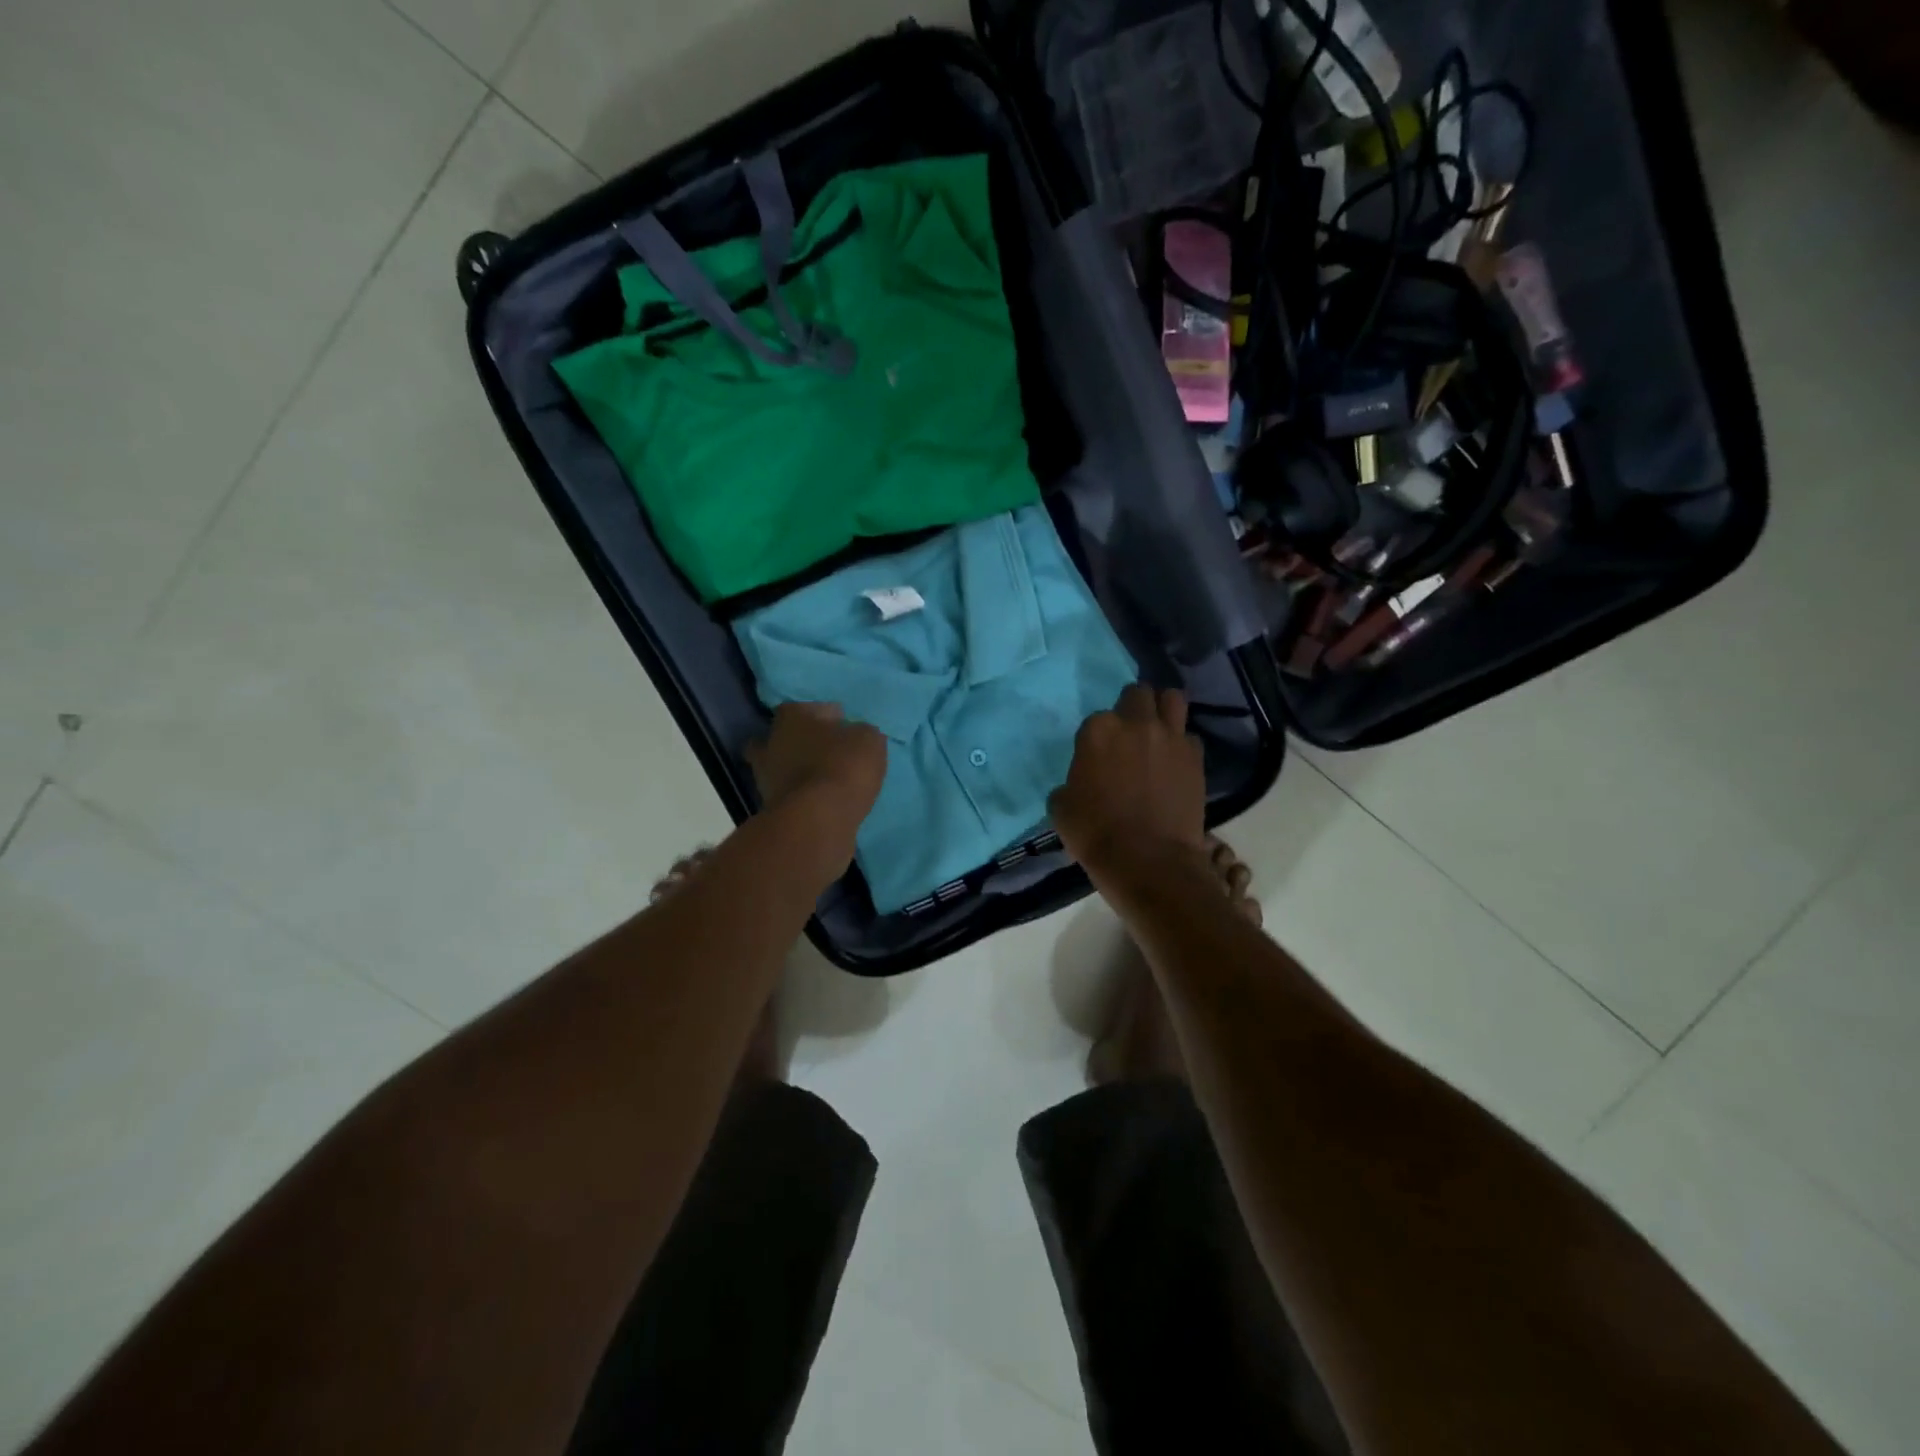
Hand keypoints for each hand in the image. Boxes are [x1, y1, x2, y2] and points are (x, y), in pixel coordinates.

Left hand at [747, 703, 886, 847]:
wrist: (818, 820)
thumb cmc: (843, 767)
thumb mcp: (869, 741)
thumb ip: (860, 733)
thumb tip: (855, 735)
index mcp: (792, 718)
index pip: (803, 707)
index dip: (823, 714)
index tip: (841, 724)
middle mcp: (771, 743)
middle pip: (782, 737)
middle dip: (800, 742)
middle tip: (825, 750)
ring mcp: (766, 777)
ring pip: (780, 767)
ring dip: (797, 771)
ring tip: (824, 779)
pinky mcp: (771, 808)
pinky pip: (788, 794)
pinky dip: (801, 796)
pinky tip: (822, 800)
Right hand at [1050, 686, 1206, 874]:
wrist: (1147, 860)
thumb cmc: (1095, 833)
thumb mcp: (1061, 808)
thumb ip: (1069, 784)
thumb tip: (1076, 785)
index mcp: (1098, 731)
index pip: (1097, 717)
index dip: (1098, 735)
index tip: (1098, 754)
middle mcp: (1136, 723)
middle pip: (1138, 694)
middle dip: (1133, 707)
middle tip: (1130, 731)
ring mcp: (1170, 737)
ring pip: (1172, 699)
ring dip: (1163, 709)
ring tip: (1158, 729)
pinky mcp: (1195, 757)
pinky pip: (1189, 737)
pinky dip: (1182, 744)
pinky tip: (1175, 763)